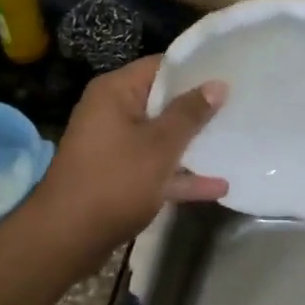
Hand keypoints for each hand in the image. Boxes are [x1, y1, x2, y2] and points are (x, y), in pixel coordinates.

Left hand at [26, 55, 228, 251]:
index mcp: (115, 92)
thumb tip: (217, 84)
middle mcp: (111, 112)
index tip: (229, 71)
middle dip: (198, 107)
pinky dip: (180, 175)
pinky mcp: (117, 176)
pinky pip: (154, 167)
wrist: (66, 239)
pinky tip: (218, 186)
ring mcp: (114, 146)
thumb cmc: (115, 181)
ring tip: (234, 142)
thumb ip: (190, 114)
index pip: (160, 66)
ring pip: (160, 137)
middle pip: (162, 101)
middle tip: (239, 104)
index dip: (195, 68)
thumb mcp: (159, 145)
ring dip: (192, 144)